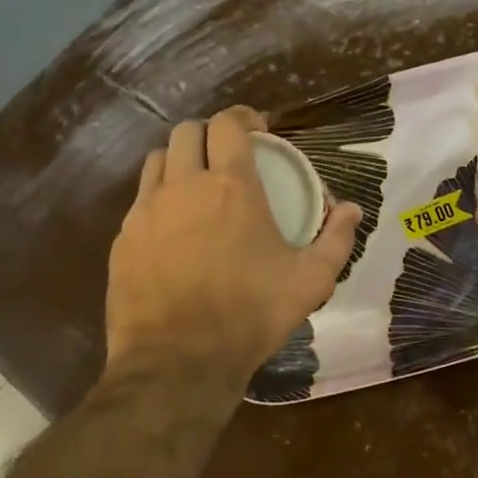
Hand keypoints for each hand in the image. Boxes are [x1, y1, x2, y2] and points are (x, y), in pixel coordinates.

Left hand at [106, 107, 361, 379]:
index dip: (243, 117)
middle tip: (228, 156)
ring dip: (181, 160)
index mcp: (232, 186)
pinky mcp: (123, 238)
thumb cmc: (251, 314)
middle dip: (210, 134)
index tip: (258, 130)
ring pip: (158, 160)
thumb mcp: (310, 281)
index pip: (228, 123)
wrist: (179, 361)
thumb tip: (353, 209)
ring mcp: (147, 210)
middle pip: (188, 131)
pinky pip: (140, 199)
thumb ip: (337, 239)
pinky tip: (174, 228)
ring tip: (197, 185)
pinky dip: (159, 198)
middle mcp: (185, 186)